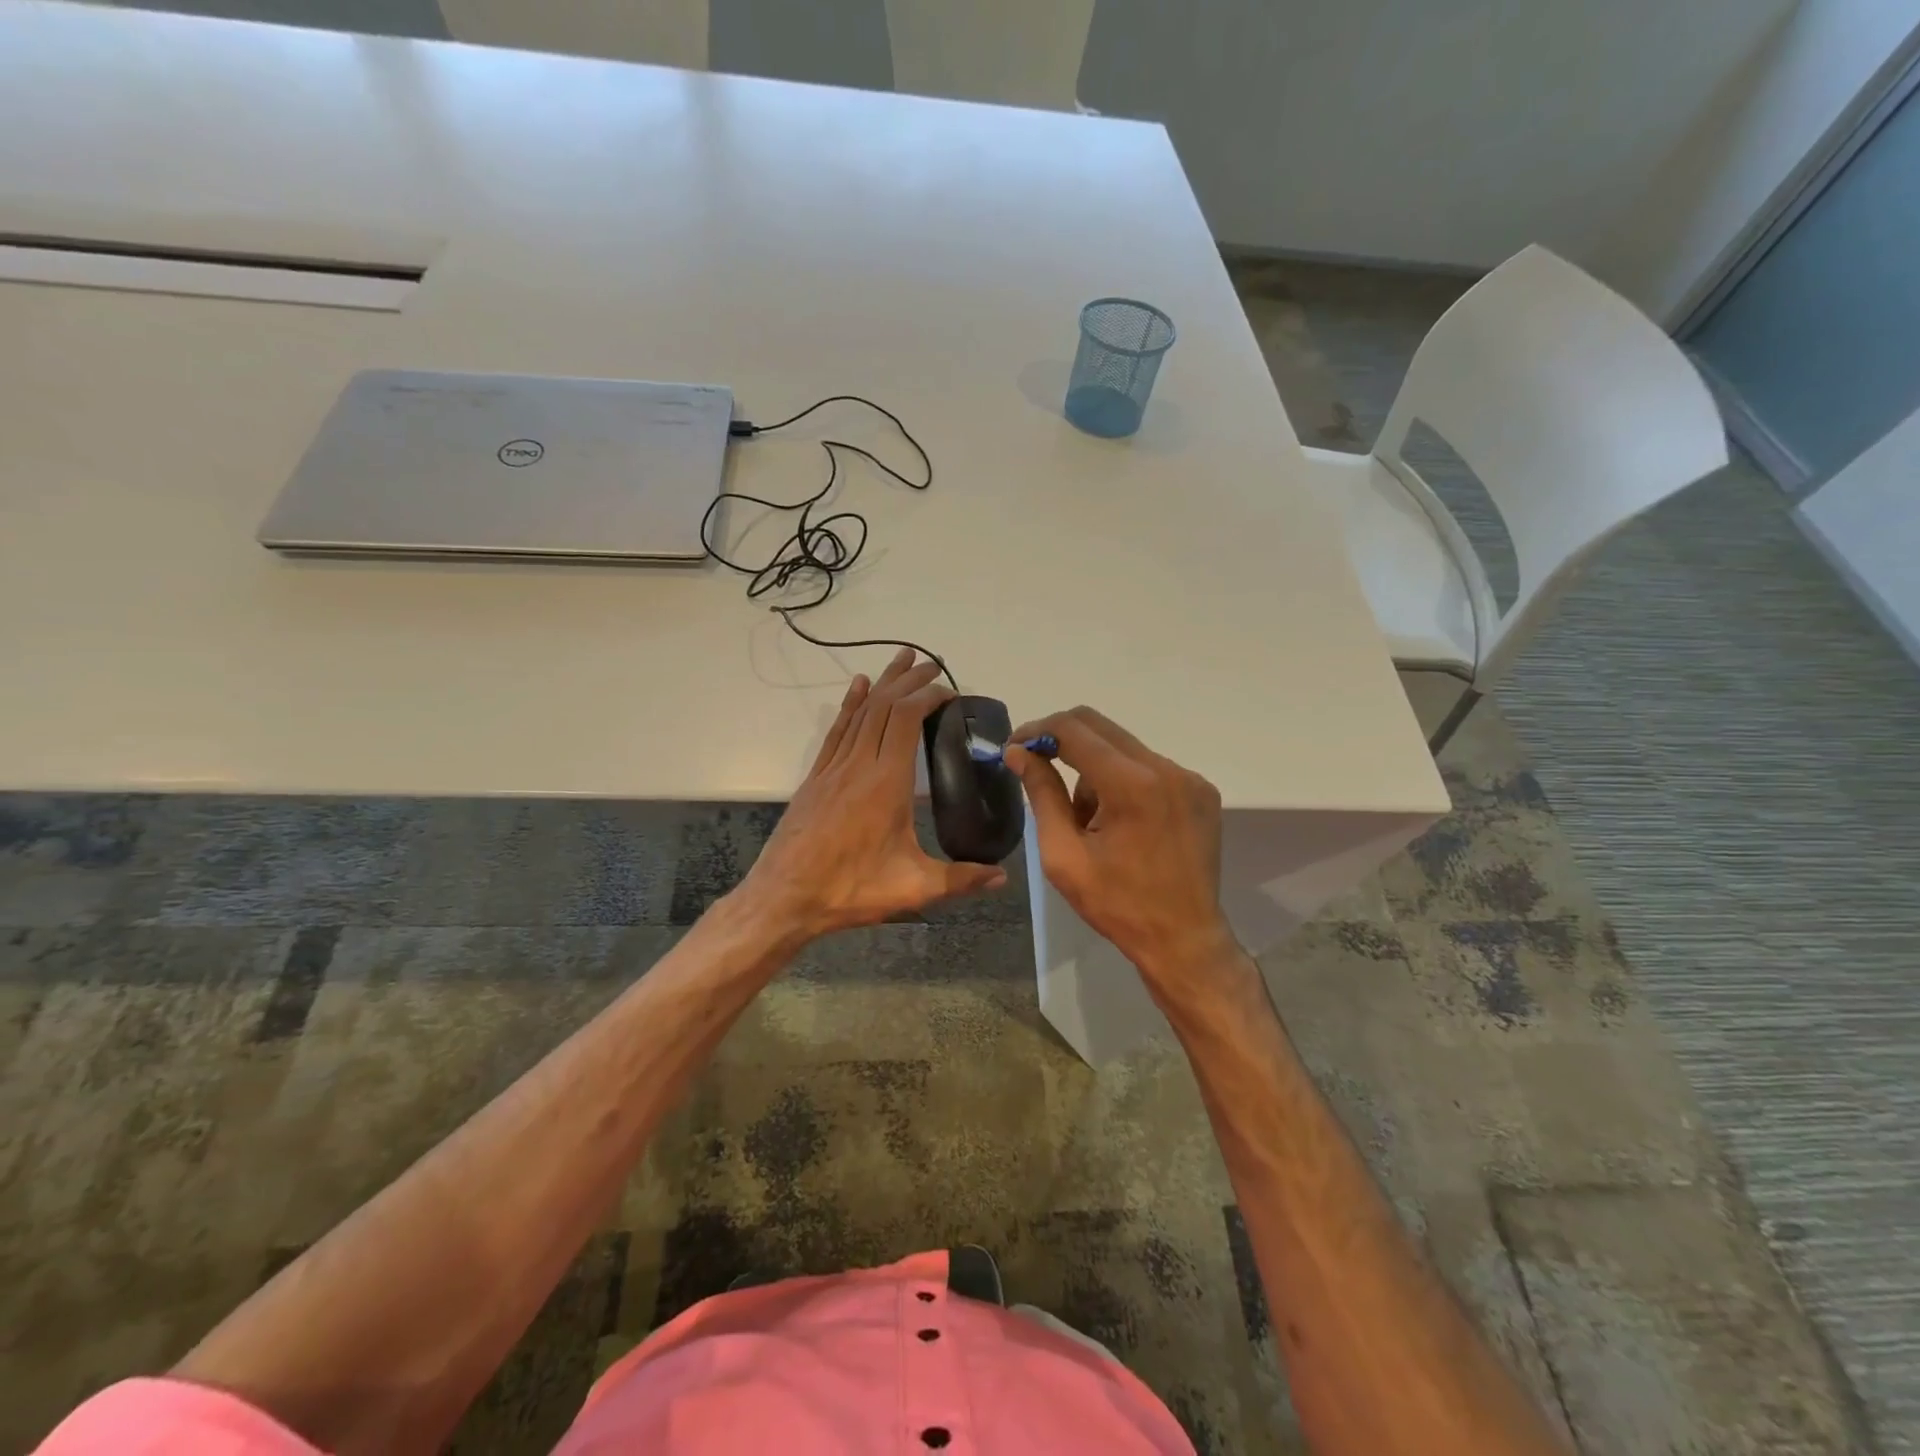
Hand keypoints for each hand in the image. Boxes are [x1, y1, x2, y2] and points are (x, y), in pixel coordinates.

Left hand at [736, 649, 1006, 940]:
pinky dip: (850, 705)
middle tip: (933, 663)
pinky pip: (836, 731)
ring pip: (860, 712)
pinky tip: (857, 688)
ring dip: (882, 683)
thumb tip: (1003, 876)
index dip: (927, 696)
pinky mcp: (815, 778)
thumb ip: (960, 879)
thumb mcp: (913, 888)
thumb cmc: (850, 890)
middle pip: (884, 706)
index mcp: (885, 782)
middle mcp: (858, 764)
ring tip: (901, 660)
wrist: (783, 899)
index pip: (906, 719)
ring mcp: (833, 769)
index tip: (950, 691)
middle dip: (909, 680)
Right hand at [1004, 706, 1236, 993]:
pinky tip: (1120, 822)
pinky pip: (1149, 766)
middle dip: (1061, 742)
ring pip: (1122, 747)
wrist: (1184, 939)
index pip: (1073, 730)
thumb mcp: (1063, 855)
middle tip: (1036, 768)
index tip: (1015, 749)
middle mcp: (1166, 769)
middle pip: (1099, 726)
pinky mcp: (1201, 790)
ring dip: (1093, 769)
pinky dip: (1123, 780)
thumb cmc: (1117, 904)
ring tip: (1087, 820)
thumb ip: (1042, 795)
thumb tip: (1019, 753)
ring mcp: (1189, 777)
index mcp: (1131, 785)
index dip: (1037, 731)